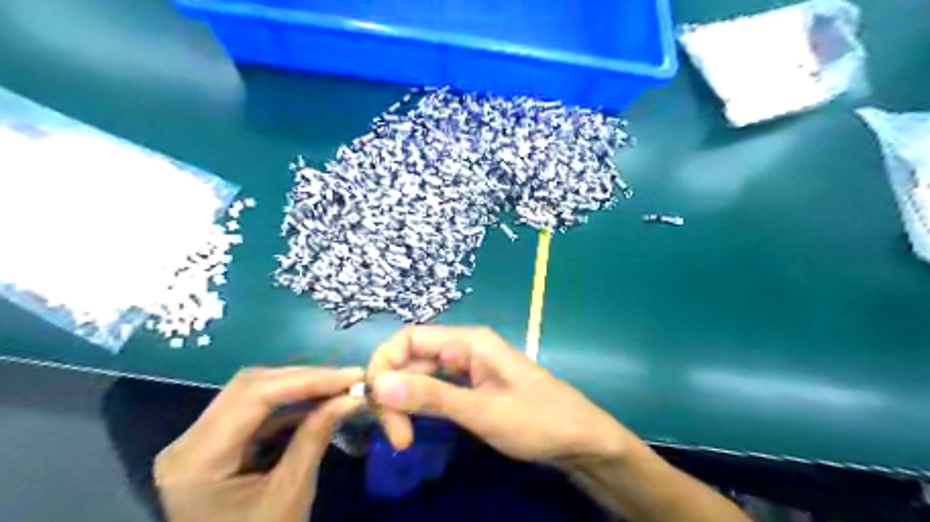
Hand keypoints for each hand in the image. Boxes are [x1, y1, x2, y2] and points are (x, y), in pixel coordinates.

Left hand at [152, 367, 362, 521]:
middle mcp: (188, 441)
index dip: (307, 379)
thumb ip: (316, 437)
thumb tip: (352, 397)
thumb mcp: (290, 494)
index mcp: (196, 460)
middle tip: (349, 378)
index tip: (352, 376)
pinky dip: (291, 405)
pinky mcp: (217, 445)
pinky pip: (256, 412)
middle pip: (251, 386)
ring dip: (300, 387)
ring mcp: (200, 442)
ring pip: (254, 394)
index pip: (254, 395)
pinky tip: (320, 402)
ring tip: (340, 386)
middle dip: (305, 379)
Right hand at [368, 329, 635, 467]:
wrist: (579, 439)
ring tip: (403, 438)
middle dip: (394, 392)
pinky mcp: (472, 388)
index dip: (385, 363)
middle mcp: (464, 349)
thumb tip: (380, 384)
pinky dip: (421, 406)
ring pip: (421, 377)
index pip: (409, 338)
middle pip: (411, 359)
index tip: (378, 402)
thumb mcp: (482, 411)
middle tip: (396, 436)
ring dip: (405, 402)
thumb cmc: (536, 420)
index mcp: (468, 342)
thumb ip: (431, 396)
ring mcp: (468, 369)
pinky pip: (436, 390)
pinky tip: (415, 427)